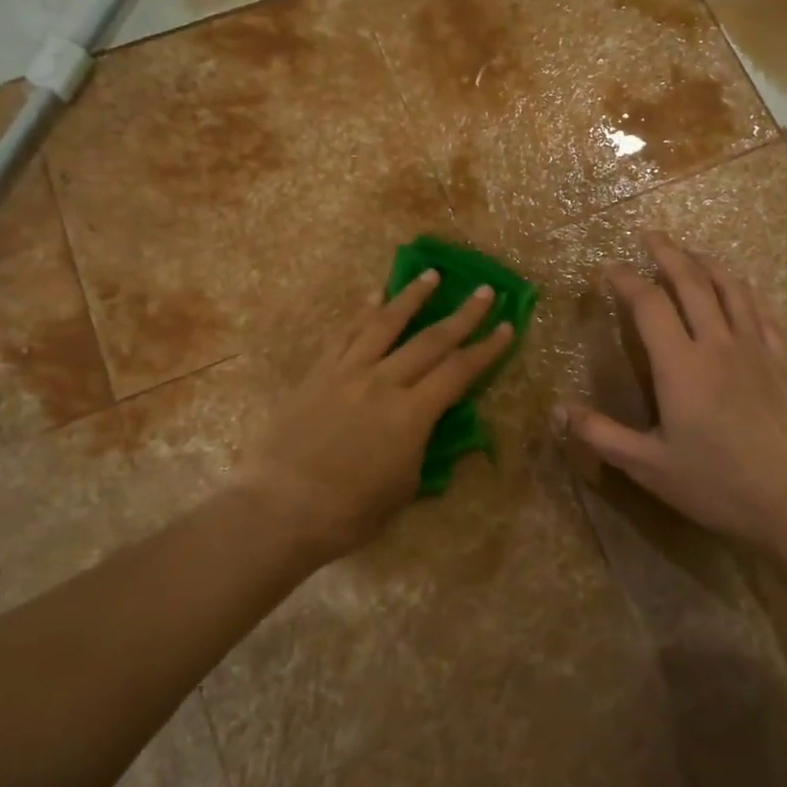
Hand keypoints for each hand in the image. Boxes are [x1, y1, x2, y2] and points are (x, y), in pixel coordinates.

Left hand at [237, 272, 511, 564]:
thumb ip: (425, 453)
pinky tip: (374, 296)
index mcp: (411, 414)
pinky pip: (345, 334)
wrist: (279, 508)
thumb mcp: (403, 490)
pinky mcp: (318, 373)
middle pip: (430, 340)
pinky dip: (363, 311)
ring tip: (431, 274)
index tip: (507, 326)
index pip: (459, 372)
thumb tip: (440, 431)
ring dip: (412, 296)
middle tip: (485, 292)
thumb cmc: (348, 512)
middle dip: (463, 315)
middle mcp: (383, 382)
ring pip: (385, 323)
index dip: (487, 349)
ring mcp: (347, 372)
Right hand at [558, 232, 786, 551]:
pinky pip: (761, 311)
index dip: (624, 279)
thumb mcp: (648, 467)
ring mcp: (755, 348)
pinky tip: (738, 288)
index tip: (607, 268)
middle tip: (649, 235)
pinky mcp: (782, 361)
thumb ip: (601, 436)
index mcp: (680, 365)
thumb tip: (557, 411)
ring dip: (705, 263)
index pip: (647, 303)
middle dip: (667, 253)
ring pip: (729, 288)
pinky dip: (744, 290)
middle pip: (691, 281)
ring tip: (689, 252)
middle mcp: (717, 344)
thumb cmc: (717, 485)